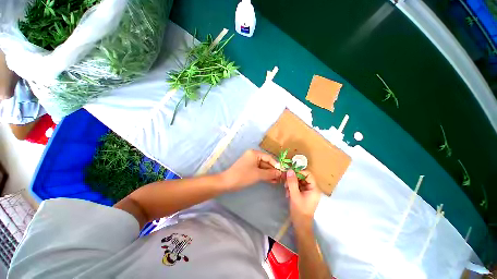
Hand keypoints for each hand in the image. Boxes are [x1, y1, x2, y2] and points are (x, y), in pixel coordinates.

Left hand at [221, 150, 281, 190]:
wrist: (227, 182)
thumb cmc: (243, 175)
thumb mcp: (258, 174)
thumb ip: (270, 173)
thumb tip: (280, 173)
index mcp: (254, 153)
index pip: (269, 158)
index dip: (276, 164)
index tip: (283, 171)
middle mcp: (253, 156)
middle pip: (266, 162)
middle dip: (273, 170)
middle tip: (282, 178)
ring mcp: (251, 162)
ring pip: (263, 167)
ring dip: (270, 174)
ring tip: (278, 181)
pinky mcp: (249, 168)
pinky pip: (259, 170)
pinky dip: (264, 175)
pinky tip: (272, 181)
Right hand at [285, 170, 320, 227]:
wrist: (300, 225)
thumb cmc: (299, 210)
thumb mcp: (295, 195)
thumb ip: (292, 182)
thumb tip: (290, 170)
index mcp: (314, 188)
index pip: (308, 174)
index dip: (299, 172)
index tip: (289, 173)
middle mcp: (312, 189)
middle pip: (303, 178)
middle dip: (293, 179)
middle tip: (285, 181)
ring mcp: (308, 192)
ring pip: (299, 182)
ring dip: (291, 184)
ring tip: (285, 188)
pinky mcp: (303, 195)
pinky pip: (297, 187)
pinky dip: (292, 188)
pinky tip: (287, 193)